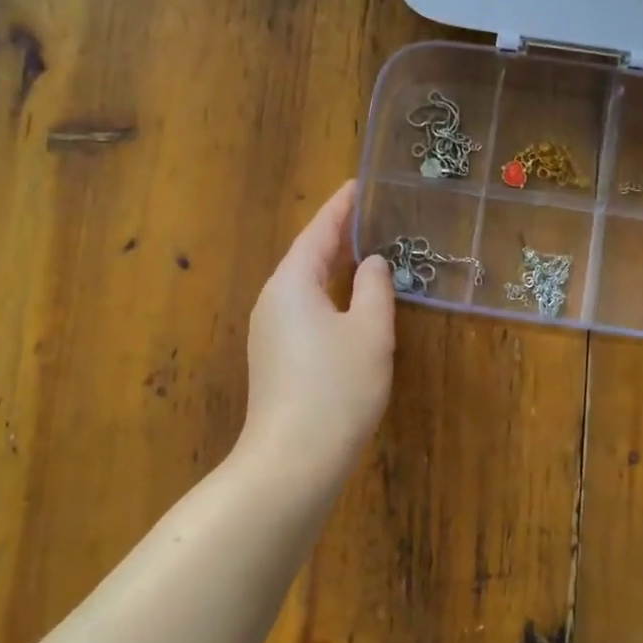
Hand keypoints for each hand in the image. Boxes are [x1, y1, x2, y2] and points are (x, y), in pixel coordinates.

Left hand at [236, 181, 395, 496]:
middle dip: (338, 235)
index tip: (360, 183)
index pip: (318, 230)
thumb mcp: (369, 332)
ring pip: (305, 286)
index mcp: (292, 282)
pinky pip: (303, 311)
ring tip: (365, 251)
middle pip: (307, 256)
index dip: (341, 206)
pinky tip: (349, 303)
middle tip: (372, 215)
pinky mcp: (274, 358)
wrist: (293, 459)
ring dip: (333, 267)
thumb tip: (371, 263)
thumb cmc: (337, 388)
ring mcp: (269, 331)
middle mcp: (273, 300)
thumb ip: (374, 288)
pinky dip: (328, 296)